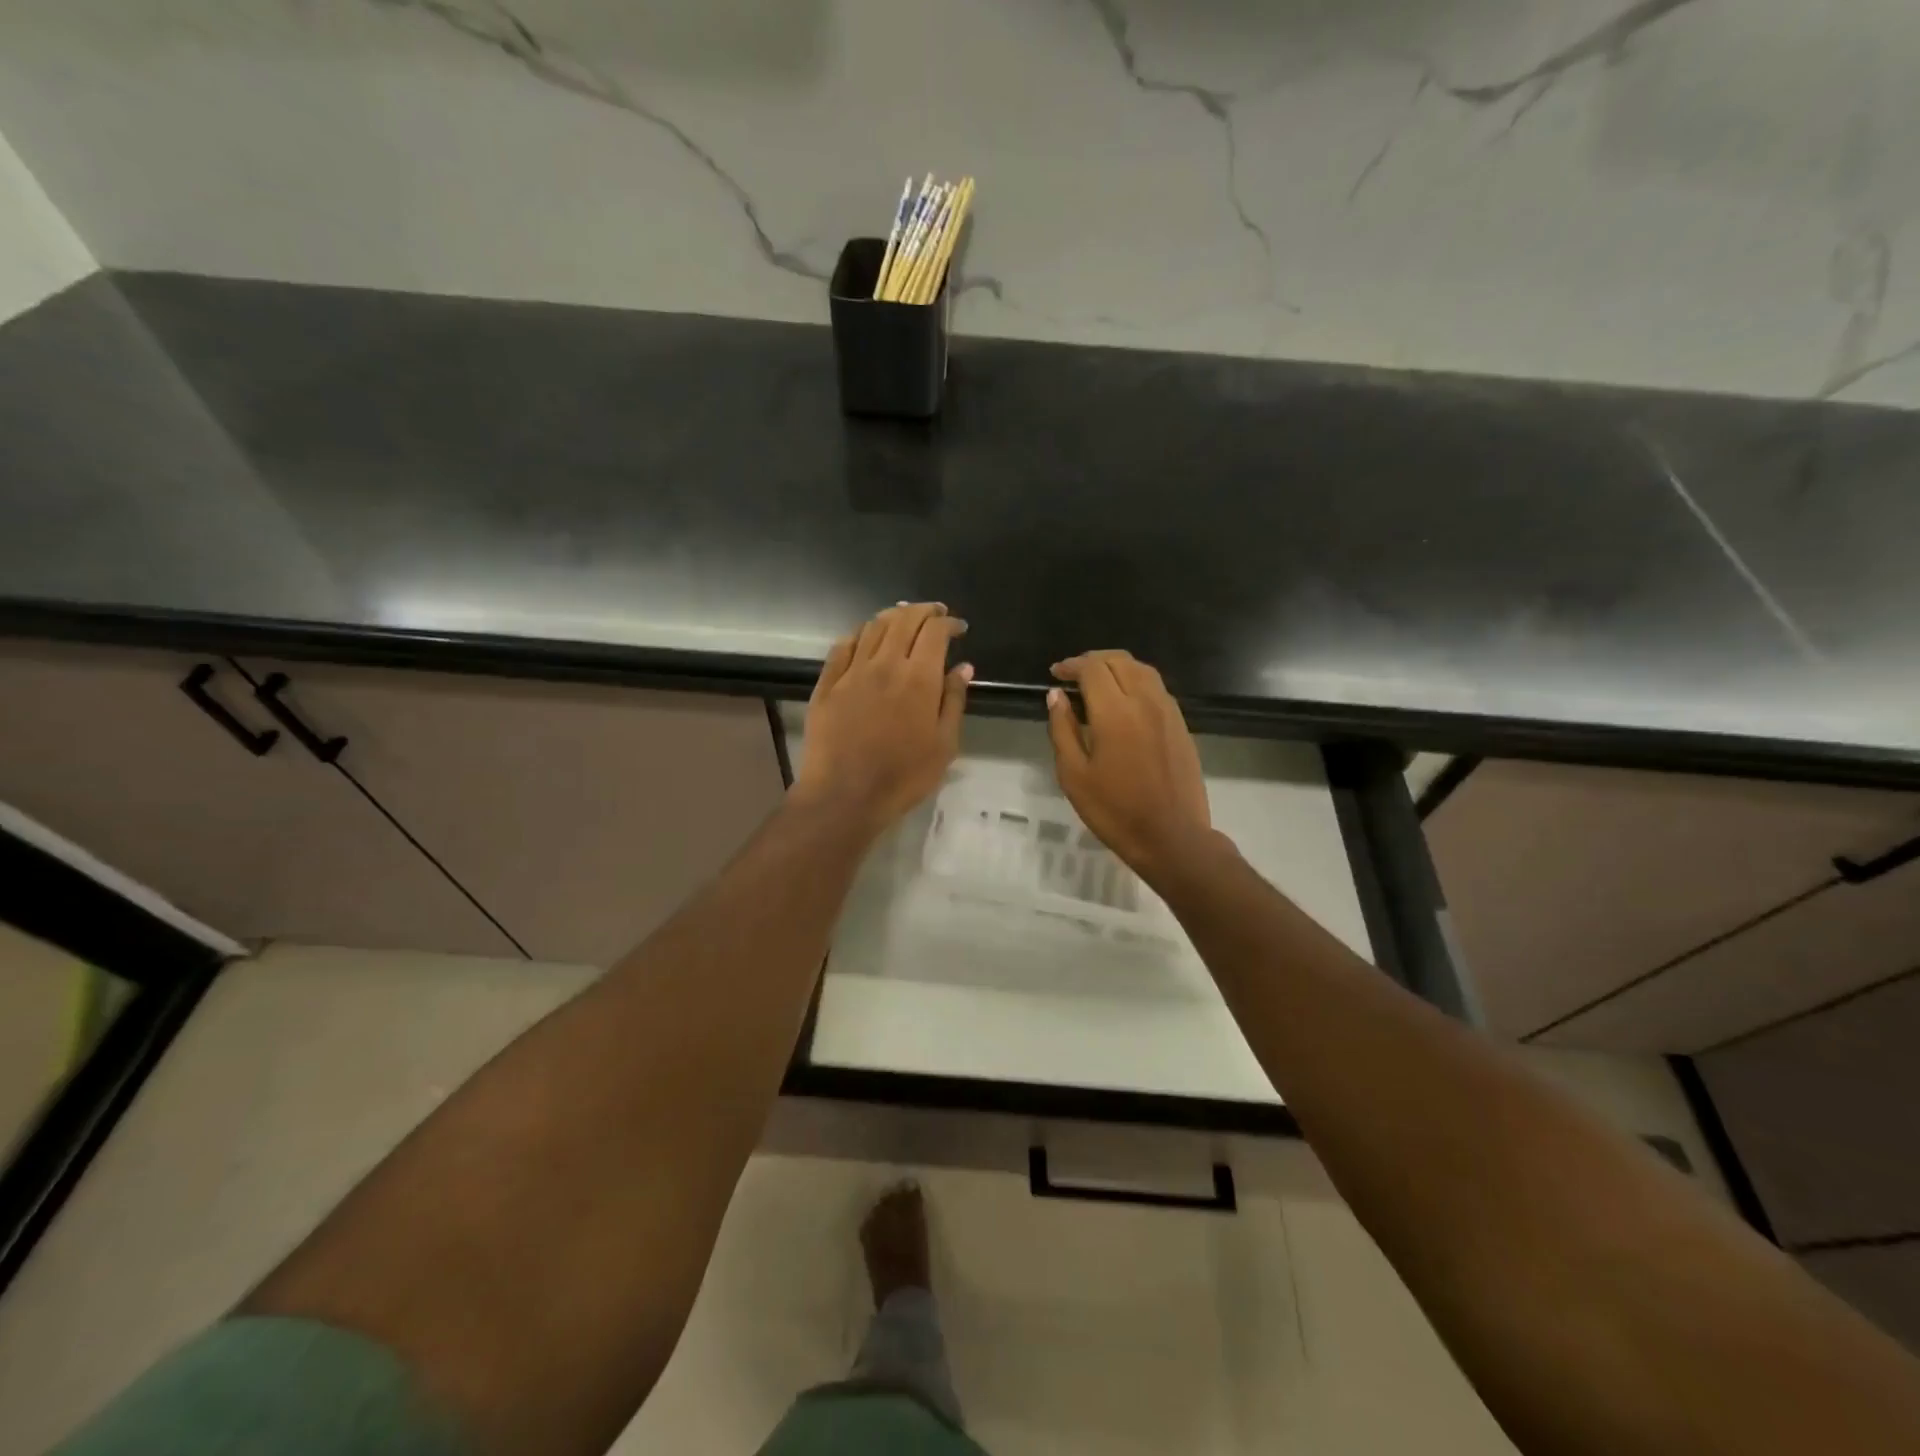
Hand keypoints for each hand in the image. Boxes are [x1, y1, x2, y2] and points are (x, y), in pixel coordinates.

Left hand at [793, 603, 970, 837]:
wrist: (844, 795)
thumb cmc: (903, 776)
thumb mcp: (944, 745)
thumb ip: (954, 701)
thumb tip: (962, 666)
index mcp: (918, 678)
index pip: (934, 632)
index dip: (948, 623)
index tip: (958, 628)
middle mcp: (885, 664)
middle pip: (904, 621)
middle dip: (923, 611)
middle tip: (934, 614)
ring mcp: (852, 671)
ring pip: (872, 627)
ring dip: (892, 616)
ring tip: (903, 617)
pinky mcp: (827, 684)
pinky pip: (842, 646)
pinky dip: (859, 634)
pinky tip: (865, 637)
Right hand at [1046, 650, 1211, 881]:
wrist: (1172, 837)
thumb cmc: (1115, 811)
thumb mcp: (1074, 775)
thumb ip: (1062, 730)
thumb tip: (1056, 695)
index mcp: (1115, 712)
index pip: (1093, 669)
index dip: (1071, 665)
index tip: (1056, 673)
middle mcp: (1145, 701)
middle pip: (1119, 660)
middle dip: (1093, 660)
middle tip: (1073, 674)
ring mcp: (1168, 711)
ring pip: (1142, 670)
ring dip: (1117, 667)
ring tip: (1098, 682)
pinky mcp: (1181, 724)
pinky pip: (1157, 688)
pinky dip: (1136, 681)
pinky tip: (1124, 701)